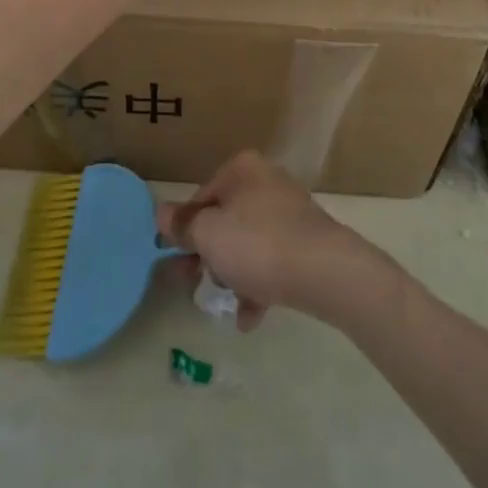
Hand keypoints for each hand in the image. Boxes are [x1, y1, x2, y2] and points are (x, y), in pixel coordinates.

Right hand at [157, 151, 389, 330]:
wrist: (327, 272)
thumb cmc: (259, 245)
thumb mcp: (208, 234)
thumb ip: (181, 225)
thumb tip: (160, 213)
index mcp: (242, 170)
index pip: (200, 197)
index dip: (183, 229)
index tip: (171, 257)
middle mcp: (266, 182)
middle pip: (224, 220)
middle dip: (206, 255)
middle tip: (189, 283)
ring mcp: (290, 212)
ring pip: (247, 243)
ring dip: (231, 273)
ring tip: (224, 303)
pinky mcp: (306, 242)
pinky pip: (272, 261)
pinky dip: (258, 285)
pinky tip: (249, 317)